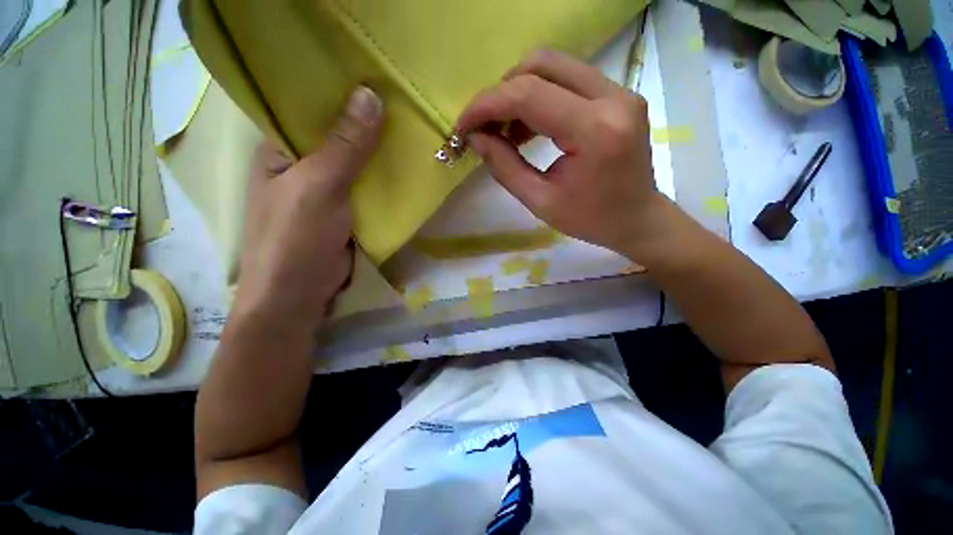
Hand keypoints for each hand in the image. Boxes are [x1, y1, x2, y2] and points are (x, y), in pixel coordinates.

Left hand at [233, 87, 382, 328]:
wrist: (299, 297)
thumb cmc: (296, 240)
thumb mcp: (319, 186)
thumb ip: (345, 146)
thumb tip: (370, 95)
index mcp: (281, 150)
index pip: (309, 108)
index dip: (339, 92)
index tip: (375, 76)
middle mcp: (302, 166)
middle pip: (338, 136)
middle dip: (367, 124)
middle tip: (403, 103)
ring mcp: (327, 192)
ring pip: (357, 165)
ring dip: (379, 154)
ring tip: (411, 131)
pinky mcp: (347, 213)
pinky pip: (368, 189)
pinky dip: (384, 181)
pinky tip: (405, 169)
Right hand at [456, 49, 665, 259]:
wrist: (637, 218)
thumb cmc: (590, 220)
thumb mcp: (540, 202)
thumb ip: (505, 167)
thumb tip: (477, 138)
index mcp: (594, 130)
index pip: (528, 95)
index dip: (486, 105)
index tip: (463, 126)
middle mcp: (612, 97)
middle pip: (541, 65)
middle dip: (501, 93)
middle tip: (486, 127)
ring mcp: (619, 91)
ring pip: (554, 67)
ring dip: (519, 93)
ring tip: (505, 132)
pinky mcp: (618, 94)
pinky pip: (568, 80)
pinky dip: (539, 97)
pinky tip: (528, 128)